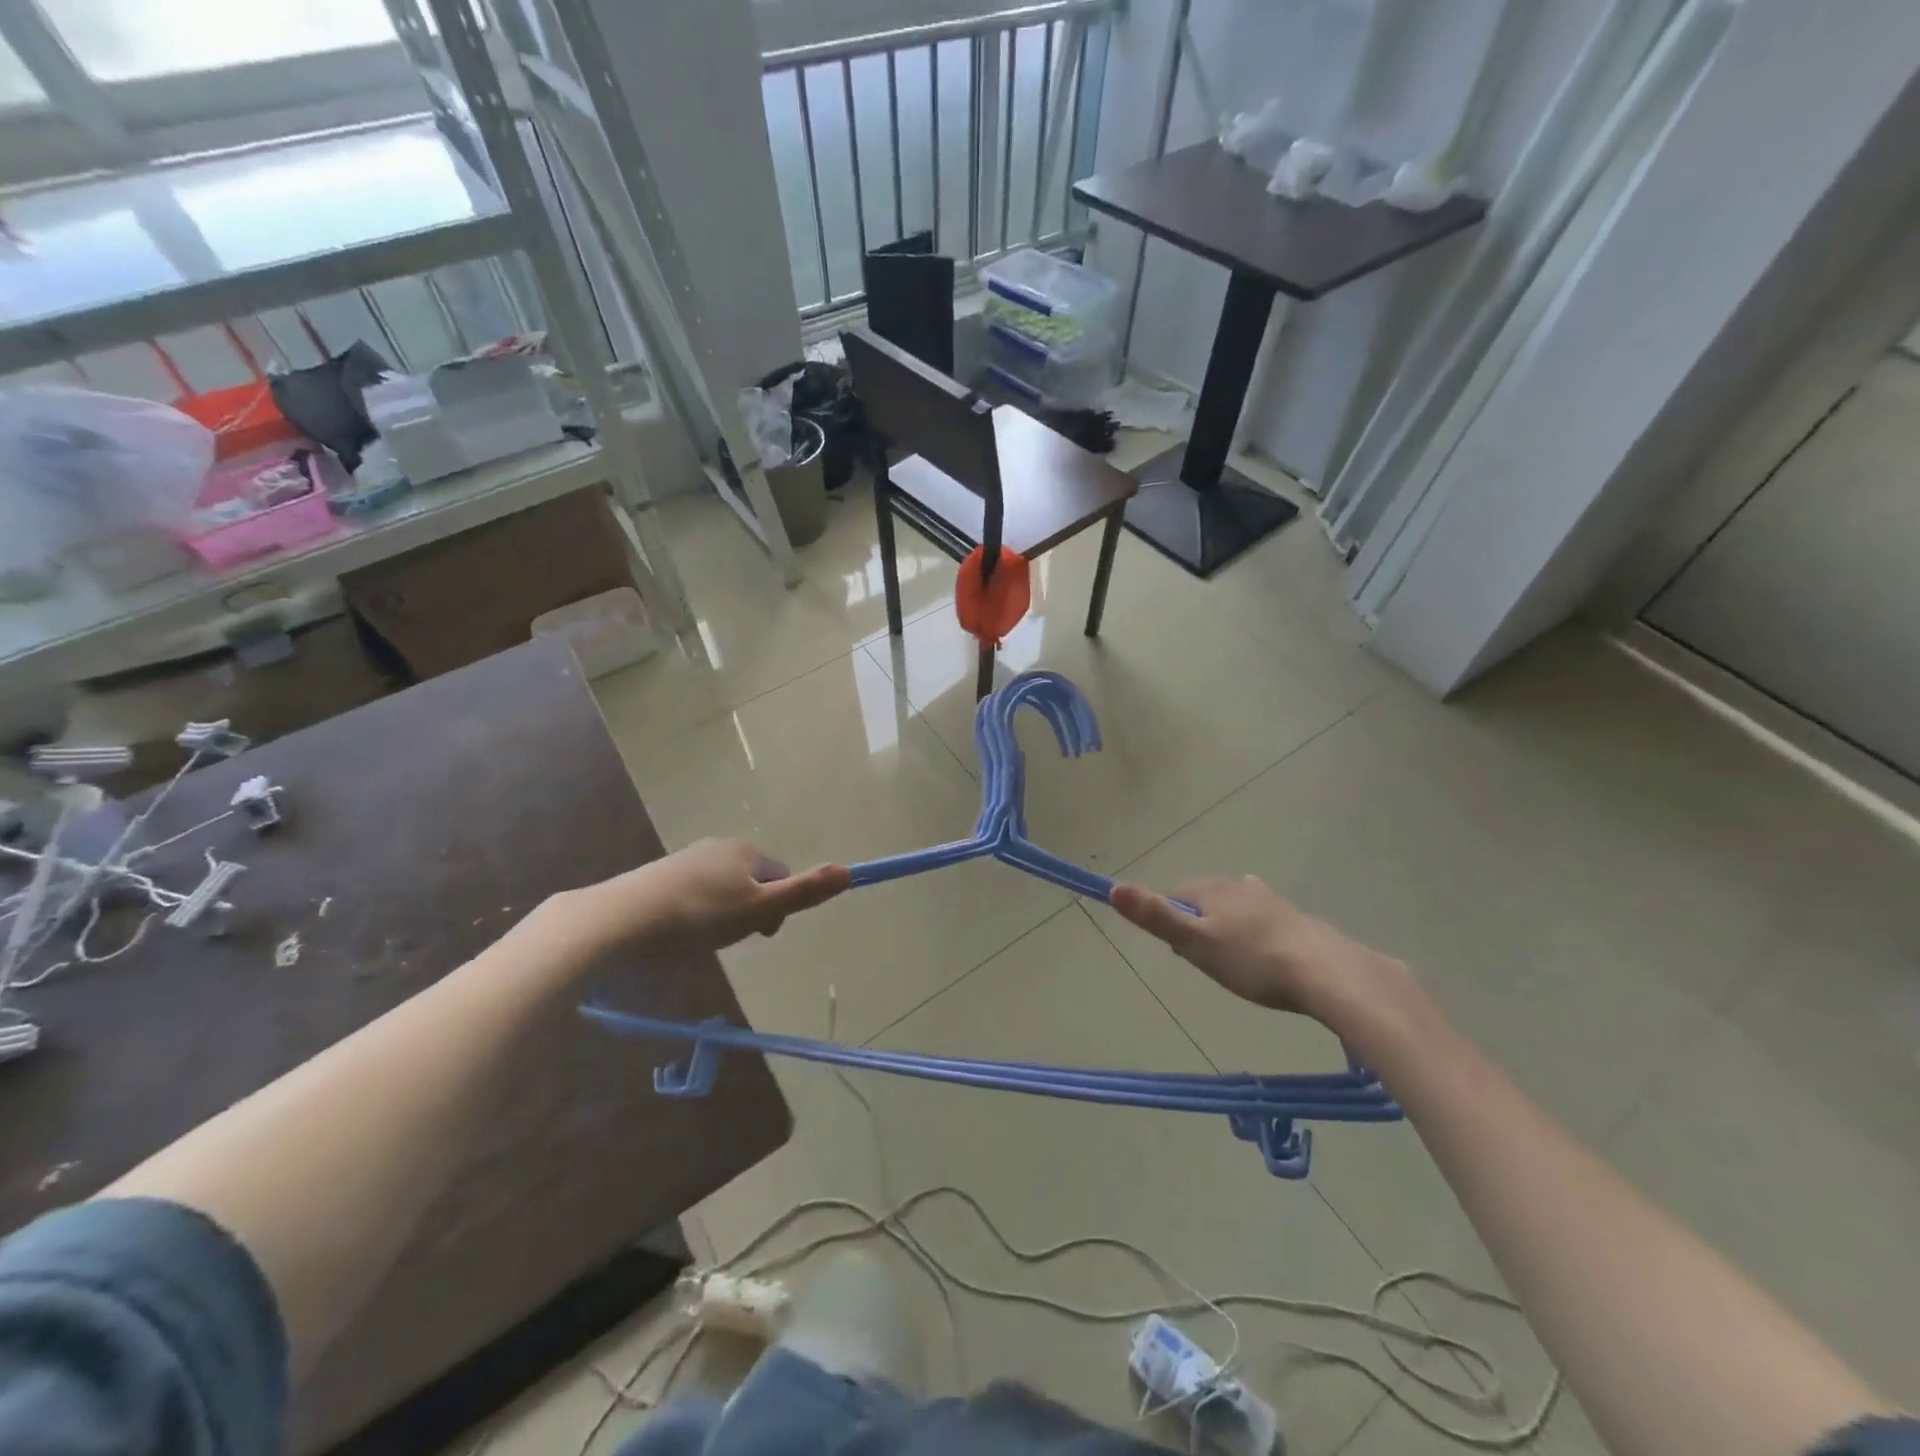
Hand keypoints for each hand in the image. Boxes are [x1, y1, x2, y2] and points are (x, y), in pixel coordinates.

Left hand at [559, 839, 850, 957]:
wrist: (621, 919)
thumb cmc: (699, 916)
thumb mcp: (759, 909)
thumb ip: (804, 892)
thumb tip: (850, 871)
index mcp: (747, 851)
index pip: (781, 876)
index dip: (778, 908)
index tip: (759, 935)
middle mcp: (719, 847)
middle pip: (752, 881)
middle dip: (750, 910)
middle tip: (729, 939)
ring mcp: (687, 859)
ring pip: (723, 888)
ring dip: (723, 913)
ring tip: (701, 940)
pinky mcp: (660, 875)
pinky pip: (694, 893)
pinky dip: (696, 913)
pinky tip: (678, 933)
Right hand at [1110, 875, 1413, 1032]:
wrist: (1327, 973)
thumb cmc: (1253, 960)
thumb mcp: (1195, 943)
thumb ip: (1155, 916)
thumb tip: (1113, 887)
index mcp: (1212, 889)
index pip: (1175, 894)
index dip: (1169, 918)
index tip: (1177, 949)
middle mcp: (1239, 886)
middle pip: (1205, 899)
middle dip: (1198, 922)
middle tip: (1202, 958)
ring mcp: (1271, 901)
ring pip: (1236, 907)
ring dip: (1228, 925)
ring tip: (1232, 957)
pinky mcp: (1296, 919)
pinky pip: (1263, 920)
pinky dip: (1256, 932)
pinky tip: (1266, 950)